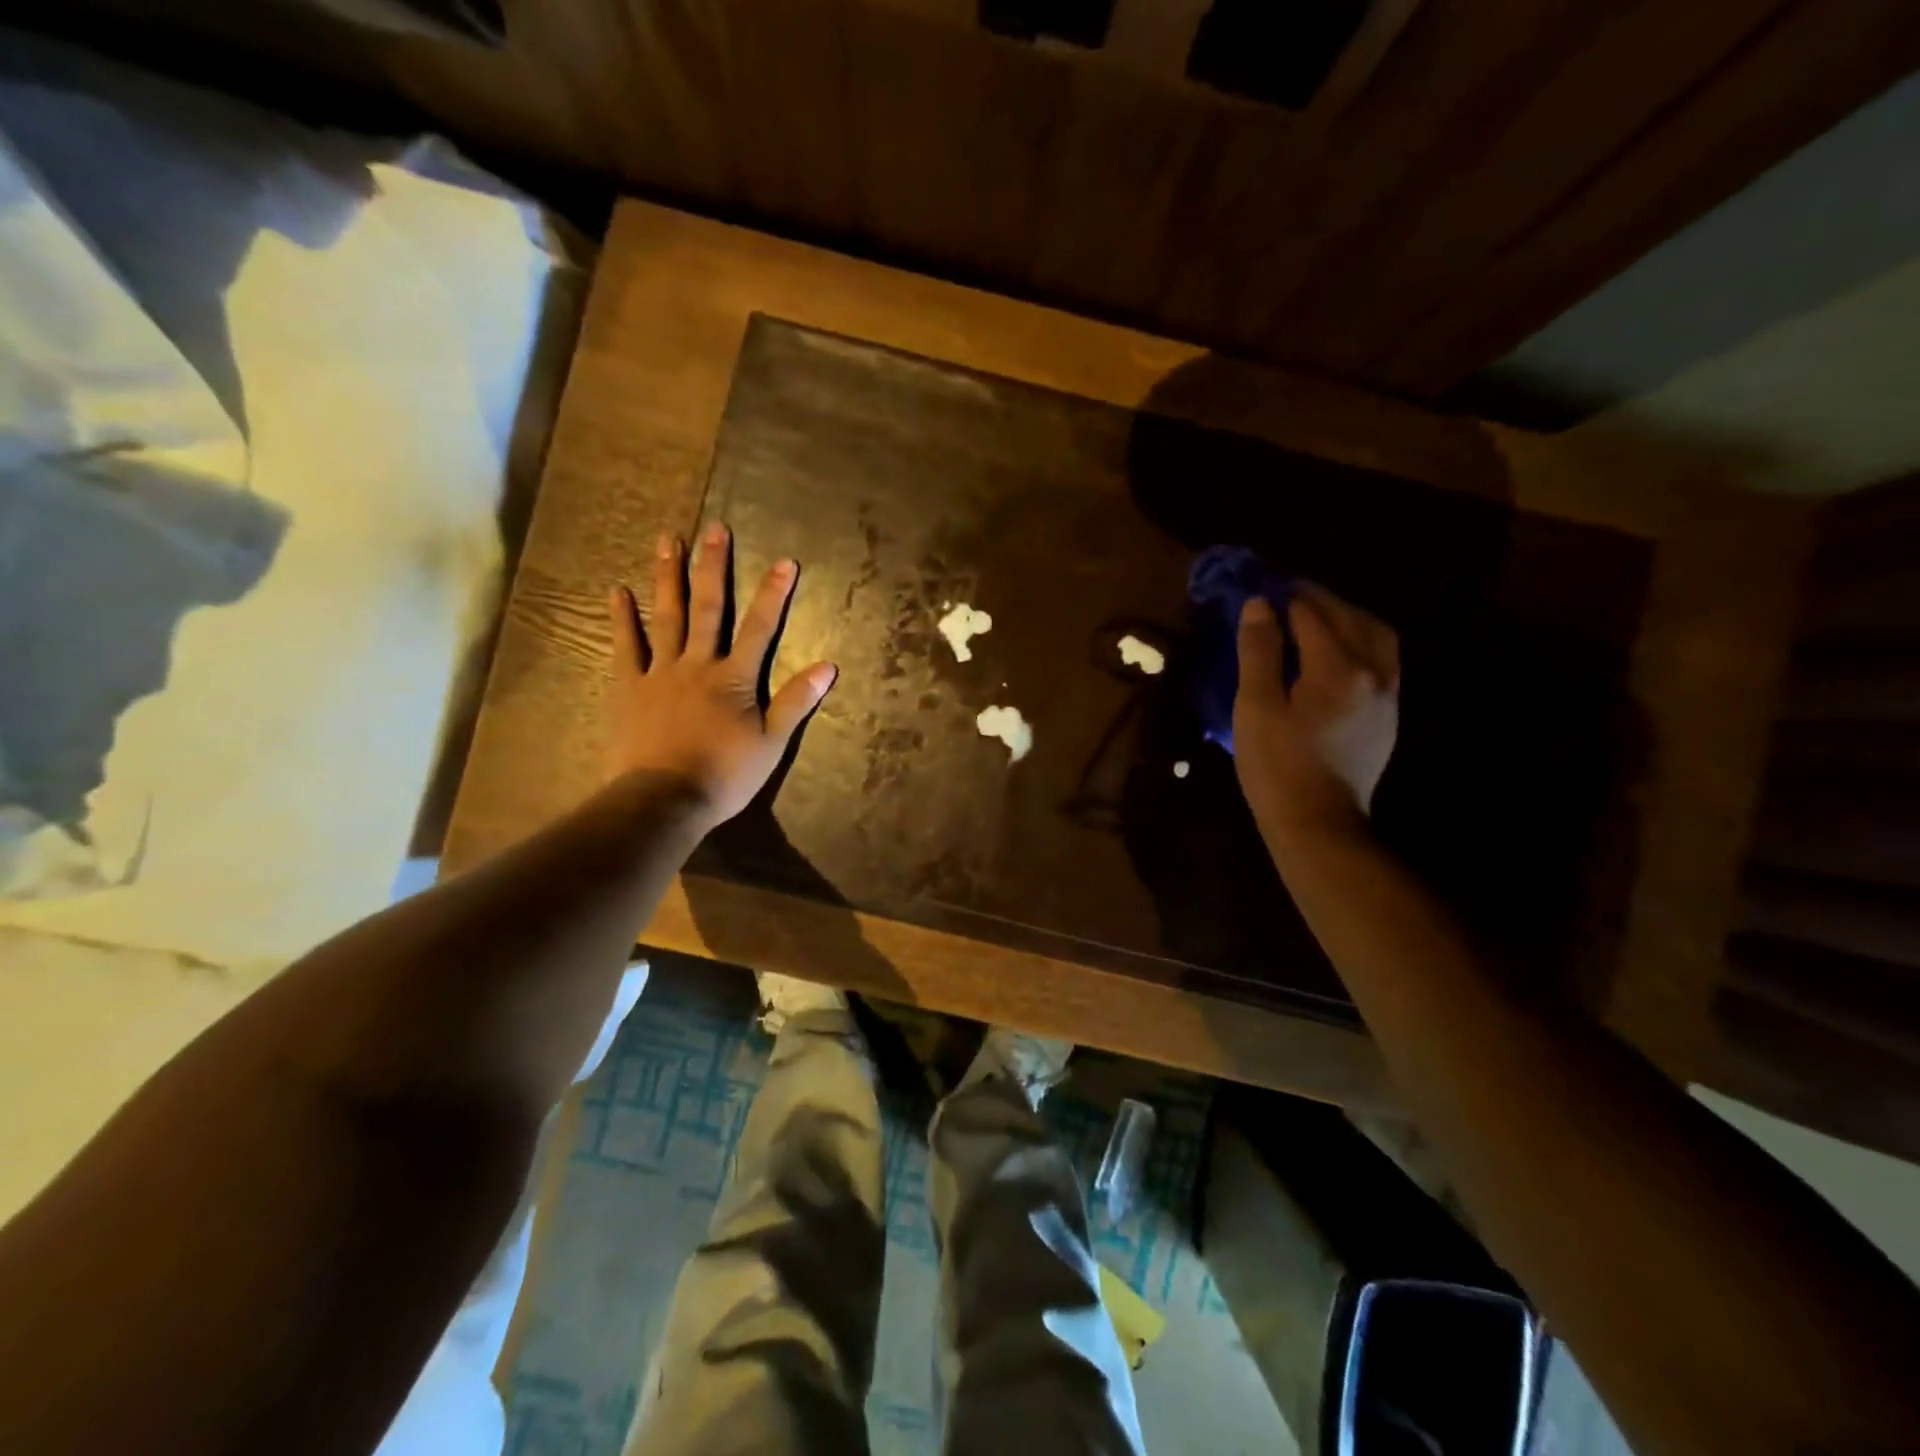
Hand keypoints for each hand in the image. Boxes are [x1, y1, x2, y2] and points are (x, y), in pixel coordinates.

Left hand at [606, 521, 837, 827]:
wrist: (665, 799)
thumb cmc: (725, 774)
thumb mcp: (772, 742)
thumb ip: (797, 701)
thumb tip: (829, 666)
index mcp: (734, 678)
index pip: (761, 628)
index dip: (775, 594)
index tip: (786, 561)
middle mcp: (697, 664)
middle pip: (709, 609)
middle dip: (715, 567)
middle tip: (715, 528)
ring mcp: (659, 673)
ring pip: (666, 617)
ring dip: (669, 578)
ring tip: (668, 540)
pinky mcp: (629, 688)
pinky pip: (625, 647)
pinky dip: (622, 618)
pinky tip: (618, 590)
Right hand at [1233, 583, 1399, 841]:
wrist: (1318, 824)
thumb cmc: (1277, 767)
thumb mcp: (1255, 707)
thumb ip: (1259, 652)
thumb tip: (1259, 604)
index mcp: (1338, 668)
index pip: (1311, 614)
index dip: (1284, 596)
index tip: (1261, 586)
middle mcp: (1374, 672)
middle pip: (1349, 617)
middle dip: (1317, 599)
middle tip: (1284, 593)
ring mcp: (1388, 694)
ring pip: (1375, 635)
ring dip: (1345, 616)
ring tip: (1314, 615)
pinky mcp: (1388, 714)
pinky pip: (1382, 658)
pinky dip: (1359, 640)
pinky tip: (1336, 649)